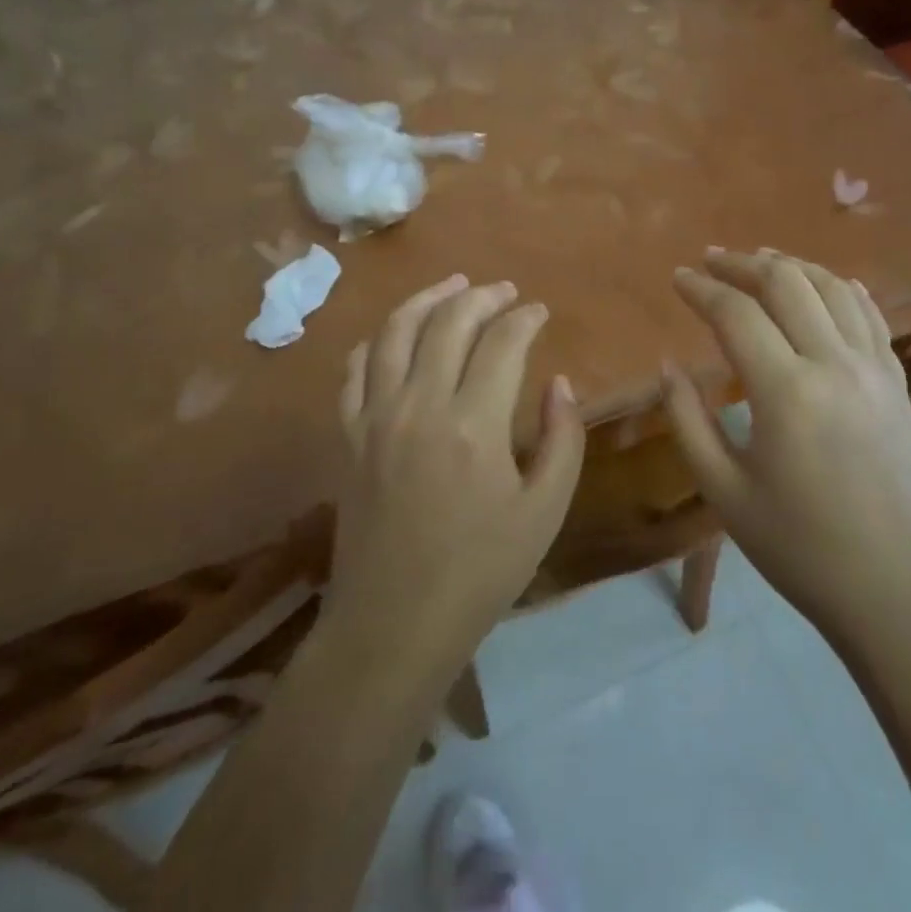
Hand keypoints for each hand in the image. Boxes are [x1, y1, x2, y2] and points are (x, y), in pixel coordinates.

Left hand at [328, 274, 584, 676]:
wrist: (394, 625)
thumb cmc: (480, 572)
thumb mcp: (544, 512)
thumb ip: (561, 439)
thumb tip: (558, 383)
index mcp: (474, 425)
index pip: (502, 343)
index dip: (524, 319)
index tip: (540, 312)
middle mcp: (420, 406)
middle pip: (448, 322)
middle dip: (481, 297)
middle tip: (504, 291)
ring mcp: (376, 418)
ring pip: (395, 332)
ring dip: (426, 299)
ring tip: (452, 286)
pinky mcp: (348, 436)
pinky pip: (355, 370)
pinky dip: (377, 341)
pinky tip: (395, 335)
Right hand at [663, 249, 910, 639]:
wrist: (893, 591)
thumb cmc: (797, 547)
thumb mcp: (723, 490)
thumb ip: (687, 419)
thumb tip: (669, 365)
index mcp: (786, 393)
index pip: (736, 314)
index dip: (701, 288)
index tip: (678, 277)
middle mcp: (834, 365)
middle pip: (786, 283)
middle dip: (742, 264)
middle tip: (711, 260)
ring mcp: (874, 370)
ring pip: (832, 287)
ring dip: (792, 266)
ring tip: (760, 262)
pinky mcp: (898, 383)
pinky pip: (871, 315)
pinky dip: (843, 288)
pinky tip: (827, 283)